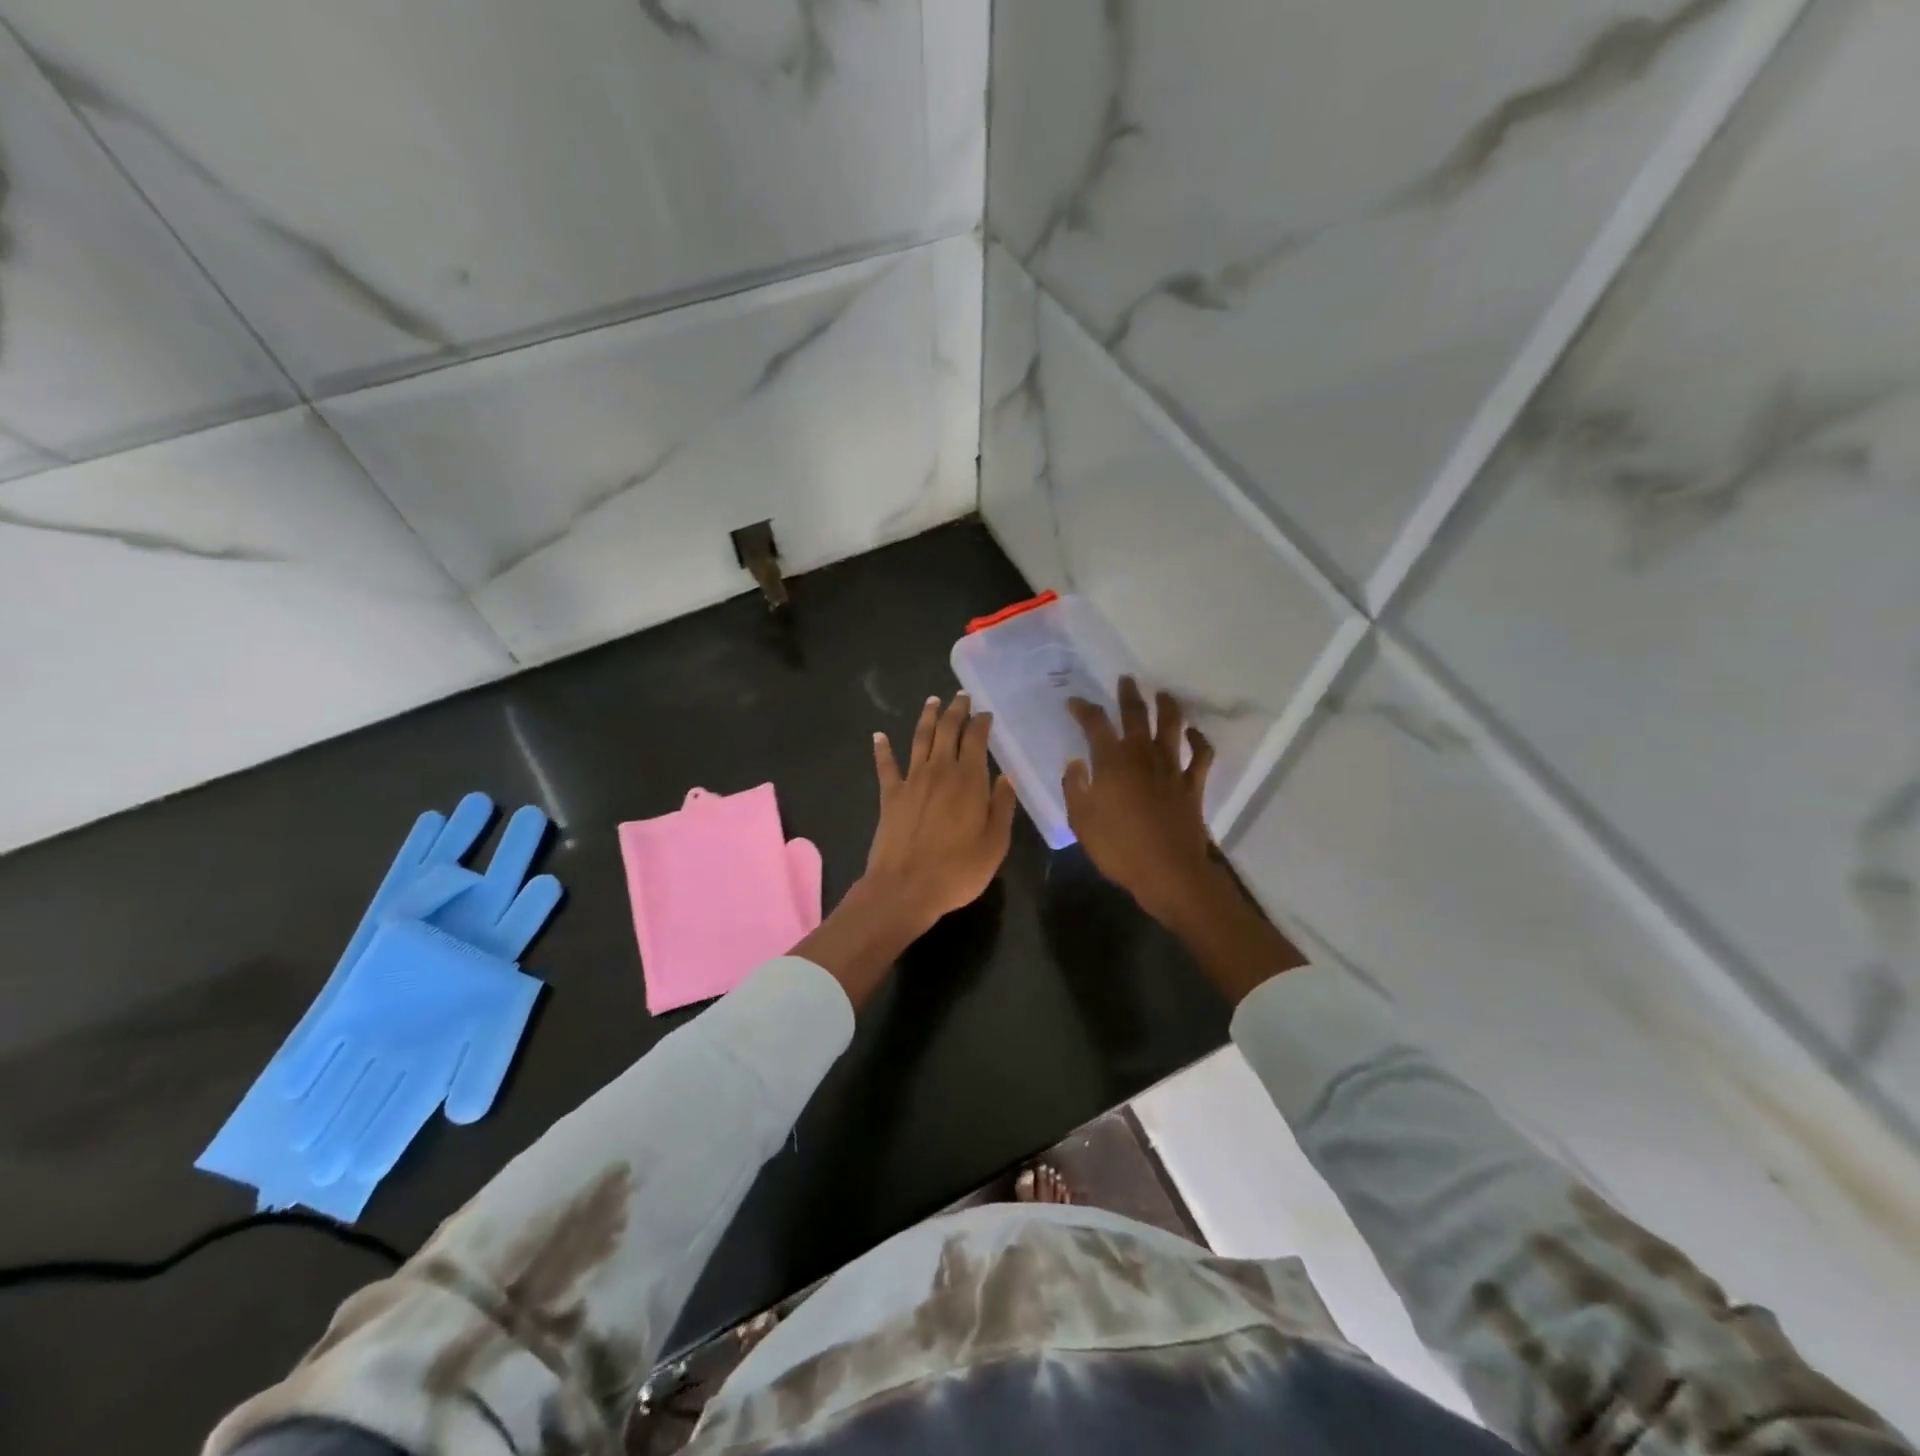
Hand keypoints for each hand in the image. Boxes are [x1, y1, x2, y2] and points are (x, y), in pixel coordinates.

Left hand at [795, 694, 1015, 1008]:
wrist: (905, 888)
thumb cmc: (957, 871)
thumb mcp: (995, 844)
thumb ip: (1002, 807)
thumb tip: (1006, 776)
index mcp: (968, 781)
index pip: (976, 740)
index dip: (981, 723)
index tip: (986, 713)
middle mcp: (939, 771)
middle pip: (947, 731)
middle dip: (956, 711)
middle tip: (961, 696)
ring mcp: (911, 781)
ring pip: (919, 739)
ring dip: (926, 718)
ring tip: (932, 701)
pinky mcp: (889, 795)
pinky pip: (885, 766)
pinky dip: (882, 749)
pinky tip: (878, 735)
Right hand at [1065, 677, 1303, 1002]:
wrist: (1168, 871)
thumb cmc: (1118, 848)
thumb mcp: (1081, 821)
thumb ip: (1075, 788)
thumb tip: (1075, 763)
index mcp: (1111, 762)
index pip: (1095, 724)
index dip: (1084, 709)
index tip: (1074, 702)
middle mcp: (1142, 756)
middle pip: (1136, 716)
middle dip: (1128, 696)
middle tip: (1126, 680)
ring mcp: (1171, 768)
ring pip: (1171, 727)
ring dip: (1167, 707)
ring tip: (1163, 694)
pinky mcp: (1192, 785)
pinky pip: (1201, 755)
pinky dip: (1199, 740)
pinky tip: (1193, 732)